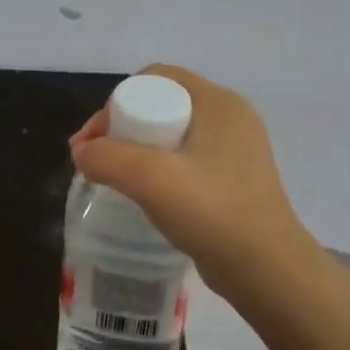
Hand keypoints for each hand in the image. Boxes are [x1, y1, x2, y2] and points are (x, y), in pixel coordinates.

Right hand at [70, 64, 321, 301]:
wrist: (267, 270)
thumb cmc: (213, 212)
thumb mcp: (150, 178)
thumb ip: (106, 158)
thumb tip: (82, 153)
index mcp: (218, 102)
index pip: (155, 78)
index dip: (116, 102)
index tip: (95, 141)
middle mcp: (230, 118)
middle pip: (160, 105)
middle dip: (121, 129)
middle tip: (96, 162)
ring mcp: (235, 150)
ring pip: (171, 135)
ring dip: (136, 152)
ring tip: (113, 180)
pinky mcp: (233, 180)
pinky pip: (185, 161)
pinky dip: (158, 171)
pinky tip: (145, 196)